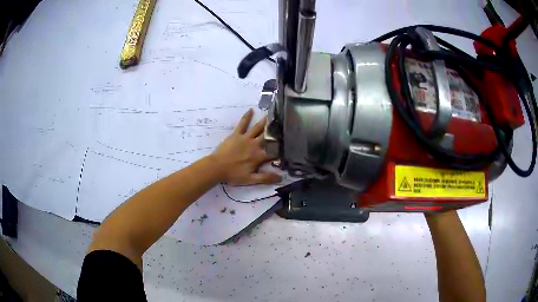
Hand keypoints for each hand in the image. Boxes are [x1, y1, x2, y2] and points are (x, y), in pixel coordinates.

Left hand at [209, 109, 280, 184]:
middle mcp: (255, 145)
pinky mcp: (236, 134)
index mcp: (259, 156)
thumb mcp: (250, 179)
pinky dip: (247, 116)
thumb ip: (266, 178)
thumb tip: (281, 178)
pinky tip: (251, 110)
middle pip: (268, 136)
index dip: (283, 149)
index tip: (291, 144)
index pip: (274, 152)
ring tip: (274, 114)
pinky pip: (242, 123)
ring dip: (266, 121)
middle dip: (277, 131)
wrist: (216, 167)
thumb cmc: (233, 174)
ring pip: (258, 128)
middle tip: (285, 123)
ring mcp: (245, 138)